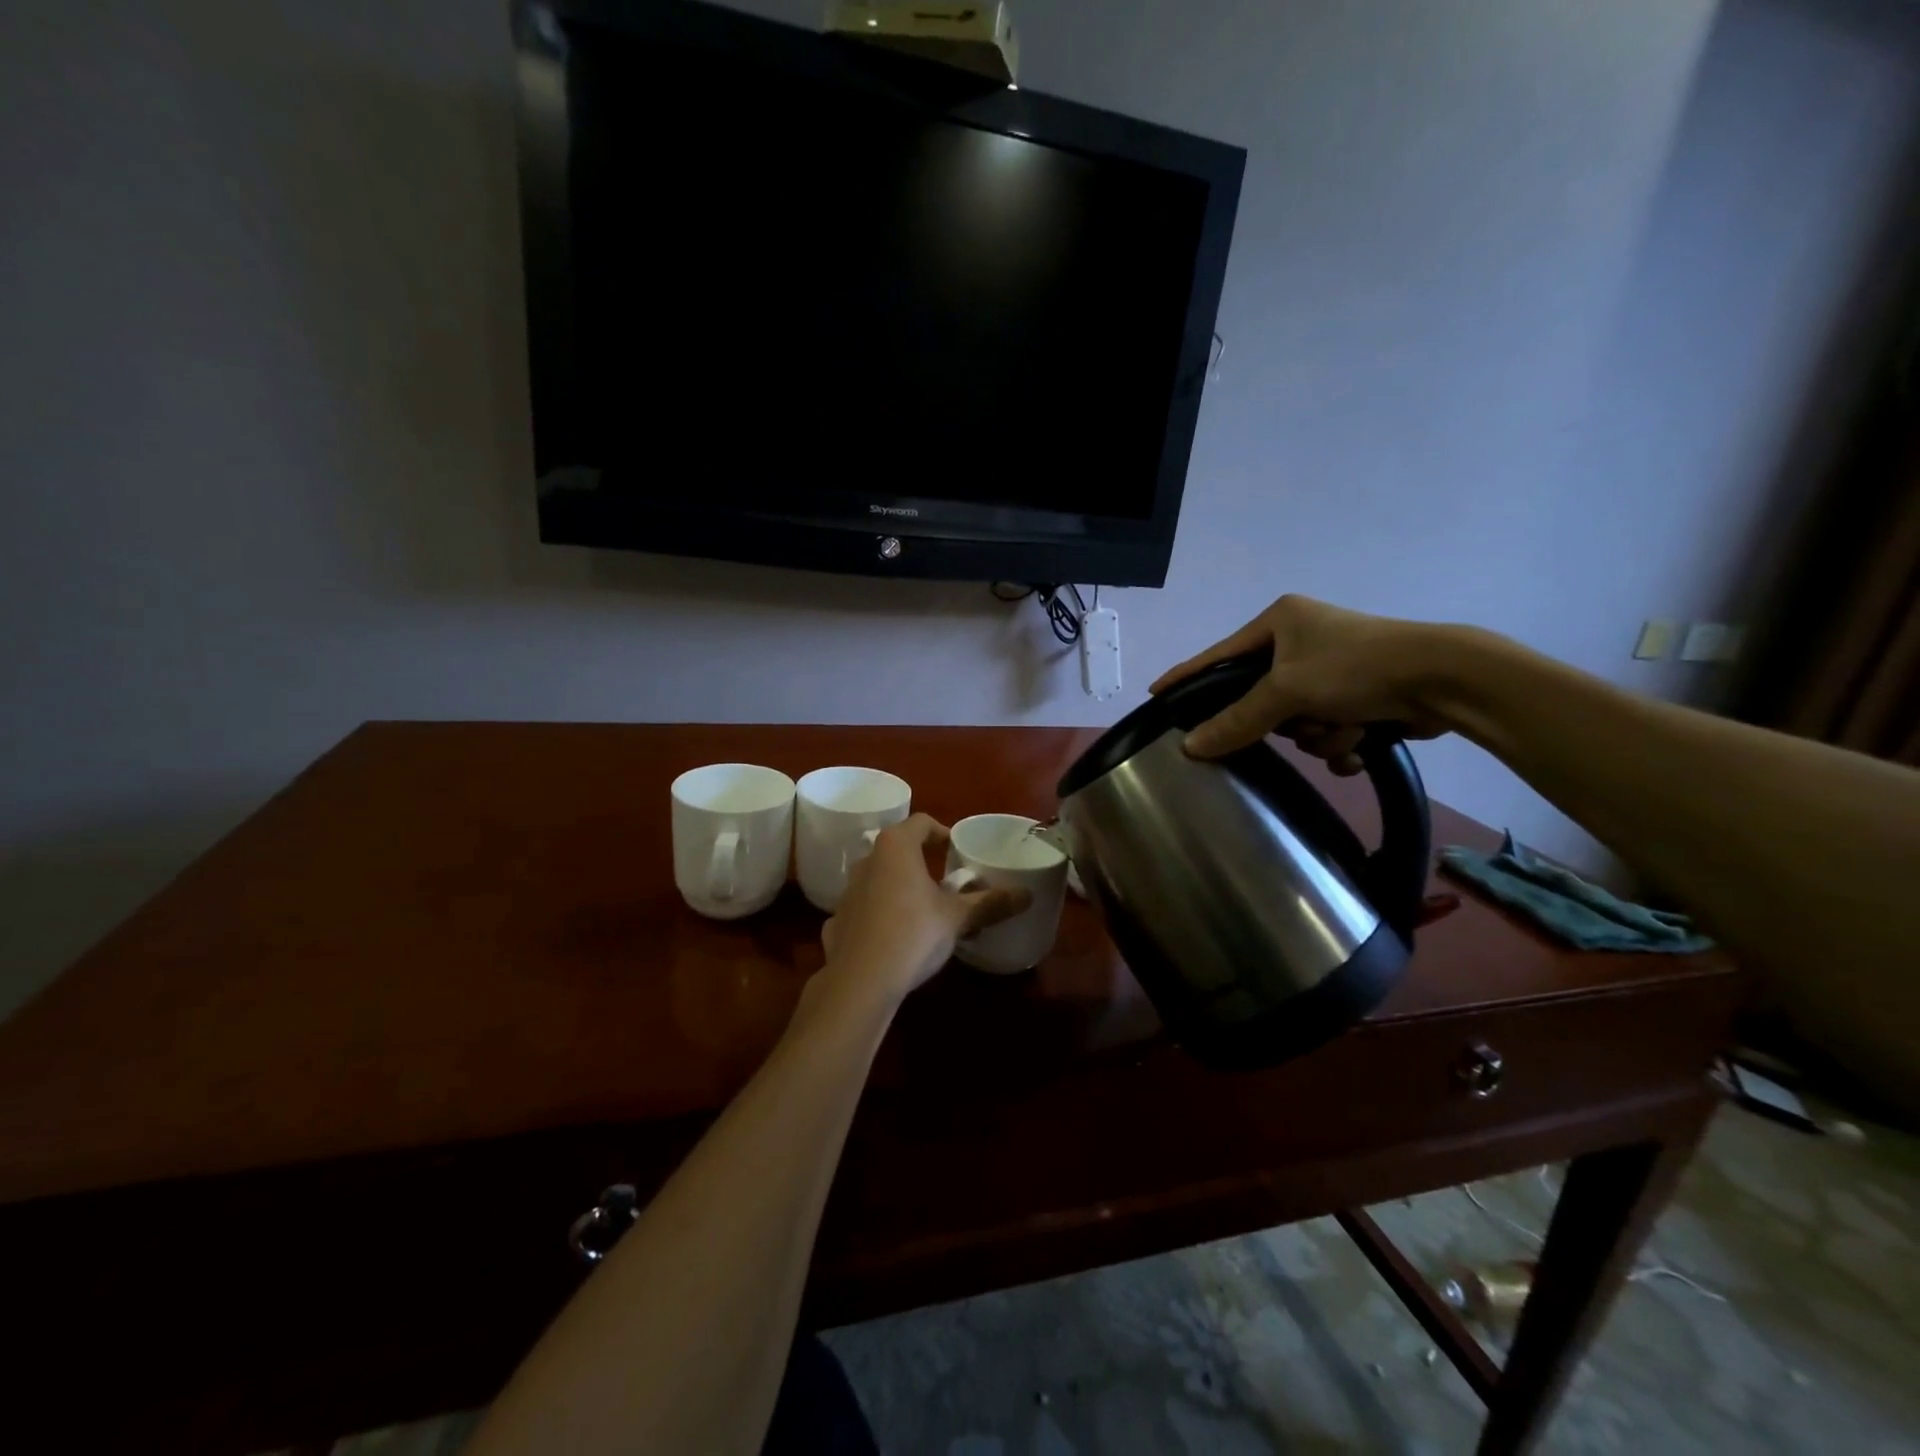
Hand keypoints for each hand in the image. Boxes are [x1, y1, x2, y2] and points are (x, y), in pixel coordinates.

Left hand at [818, 815, 1029, 1006]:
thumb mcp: (958, 918)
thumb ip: (991, 903)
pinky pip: (866, 908)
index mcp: (896, 847)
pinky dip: (882, 915)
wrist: (860, 981)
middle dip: (923, 862)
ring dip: (902, 888)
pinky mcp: (838, 920)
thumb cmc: (914, 933)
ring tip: (925, 911)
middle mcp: (868, 860)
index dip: (942, 833)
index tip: (958, 851)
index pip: (921, 823)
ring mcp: (848, 891)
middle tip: (947, 883)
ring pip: (881, 878)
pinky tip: (897, 938)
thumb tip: (1026, 895)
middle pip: (899, 850)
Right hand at [1149, 595, 1452, 770]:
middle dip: (1286, 721)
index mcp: (1280, 621)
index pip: (1218, 655)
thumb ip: (1236, 720)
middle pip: (1262, 698)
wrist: (1445, 679)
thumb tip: (1189, 747)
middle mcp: (1303, 640)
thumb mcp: (1287, 691)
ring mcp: (1333, 668)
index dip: (1187, 676)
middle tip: (1299, 721)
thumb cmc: (1355, 668)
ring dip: (1320, 735)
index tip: (1156, 693)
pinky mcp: (1361, 694)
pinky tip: (1362, 741)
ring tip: (1347, 728)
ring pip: (1298, 721)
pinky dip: (1343, 741)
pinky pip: (1328, 729)